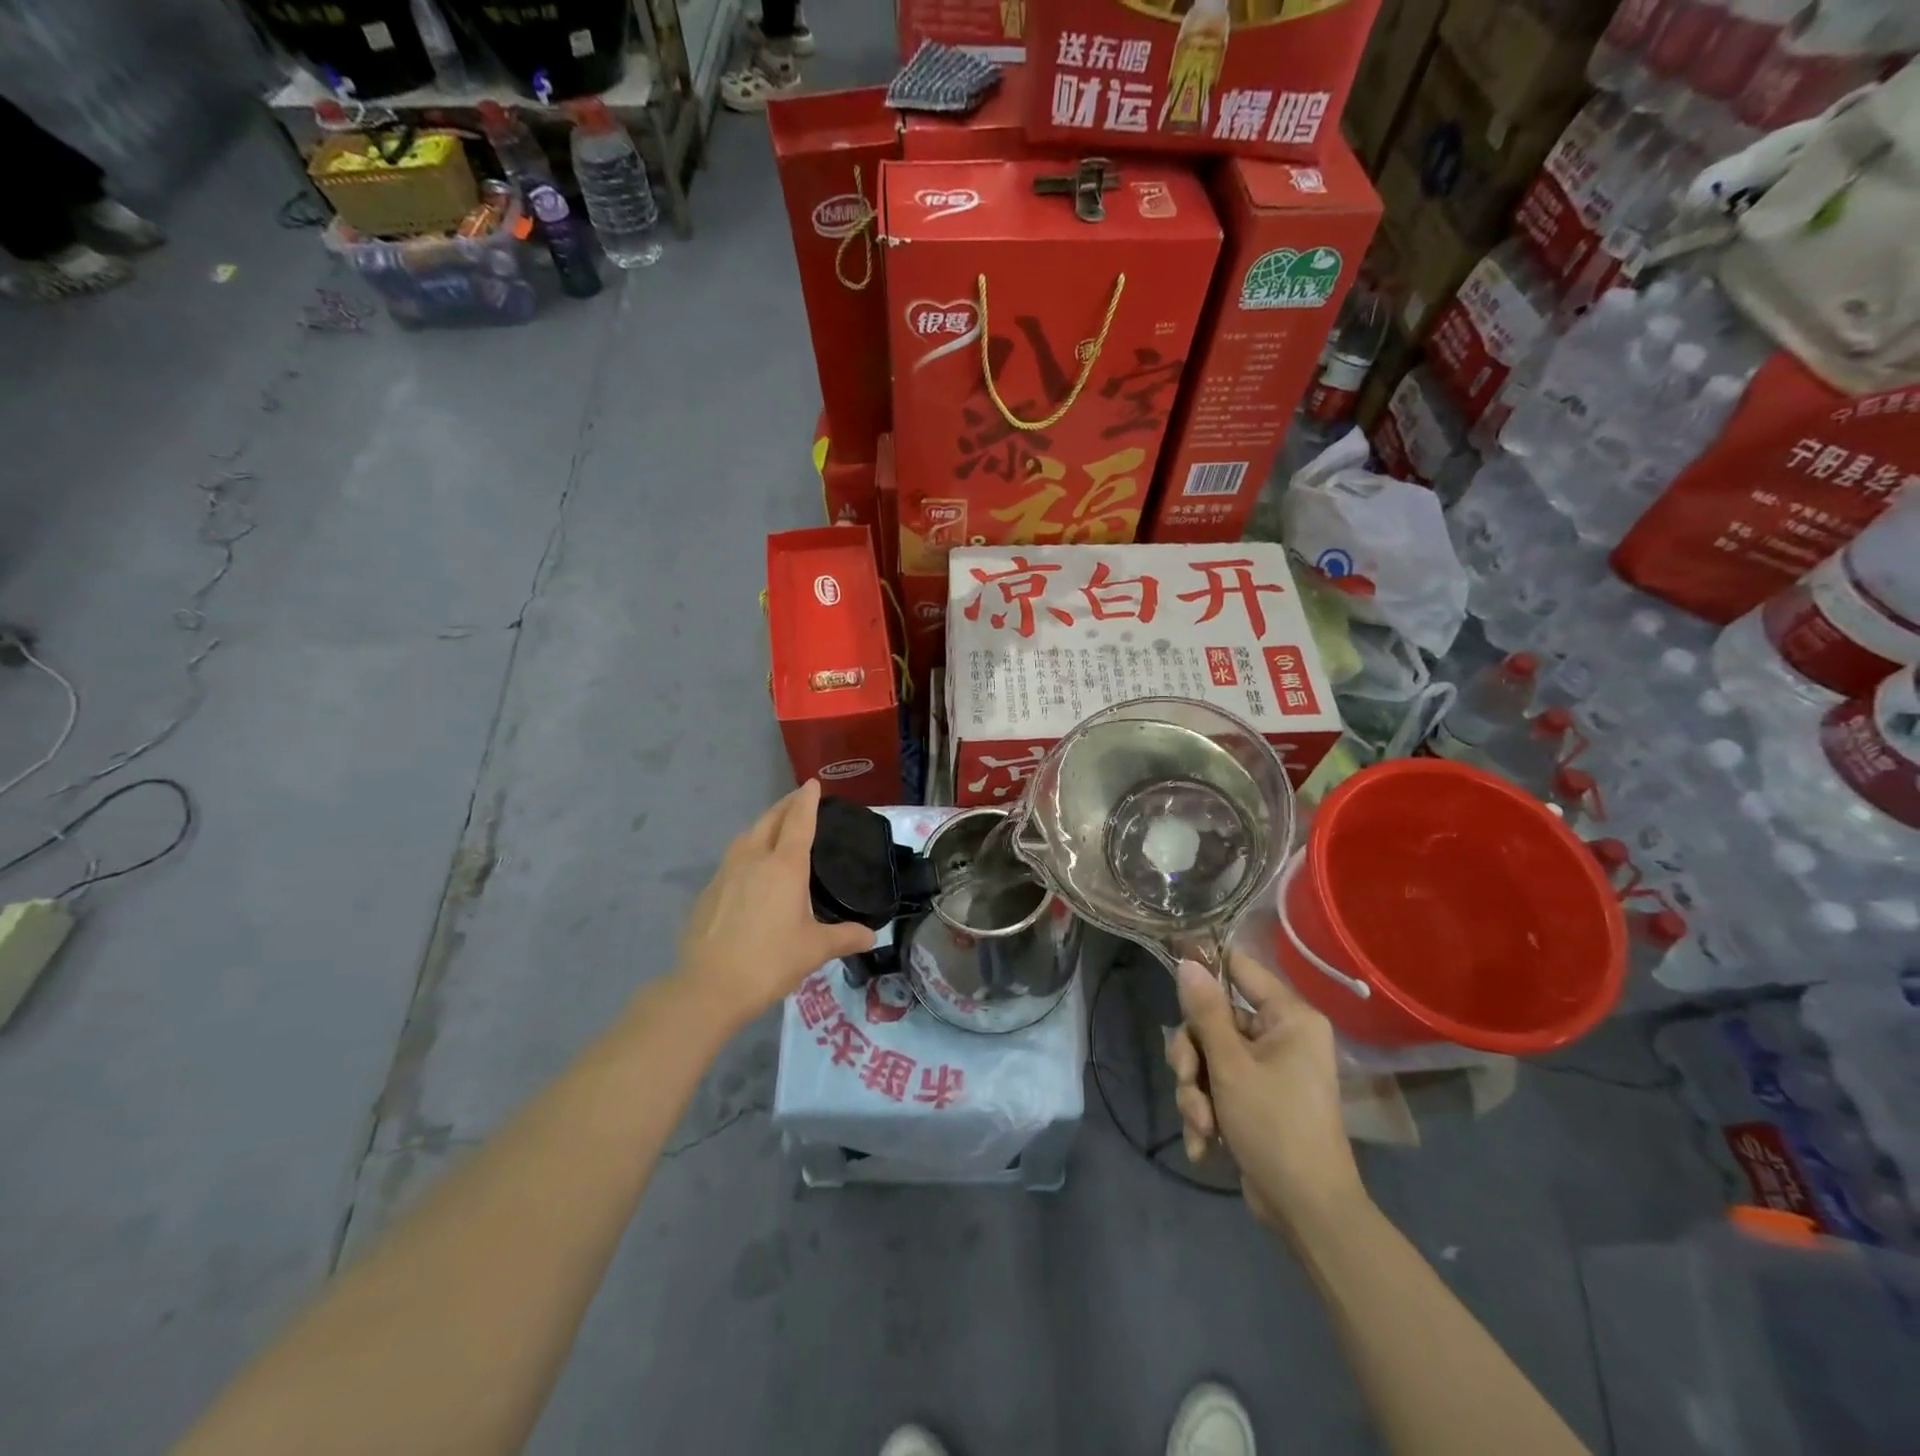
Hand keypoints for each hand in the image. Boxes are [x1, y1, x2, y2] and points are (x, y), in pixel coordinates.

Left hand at [674, 780, 875, 1028]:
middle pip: (770, 820)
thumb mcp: (814, 950)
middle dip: (785, 806)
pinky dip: (747, 849)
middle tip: (798, 799)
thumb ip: (845, 937)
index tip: (812, 783)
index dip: (807, 801)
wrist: (709, 987)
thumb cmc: (770, 961)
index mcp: (785, 866)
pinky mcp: (709, 891)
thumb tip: (871, 936)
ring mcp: (726, 873)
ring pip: (747, 836)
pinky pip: (733, 858)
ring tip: (775, 828)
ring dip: (764, 824)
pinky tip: (751, 867)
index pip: (799, 821)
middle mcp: (754, 859)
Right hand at [1166, 950, 1367, 1236]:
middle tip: (1187, 1080)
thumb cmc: (1275, 1126)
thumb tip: (1188, 963)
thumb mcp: (1231, 1066)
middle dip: (1193, 1058)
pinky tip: (1204, 1142)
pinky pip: (1218, 1087)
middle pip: (1214, 1021)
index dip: (1205, 969)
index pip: (1240, 969)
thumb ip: (1206, 1012)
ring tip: (1201, 1125)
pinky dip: (1206, 1112)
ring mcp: (1269, 1069)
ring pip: (1209, 1057)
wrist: (1307, 1212)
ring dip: (1195, 1091)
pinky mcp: (1256, 1099)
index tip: (1171, 970)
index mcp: (1289, 1018)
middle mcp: (1281, 1036)